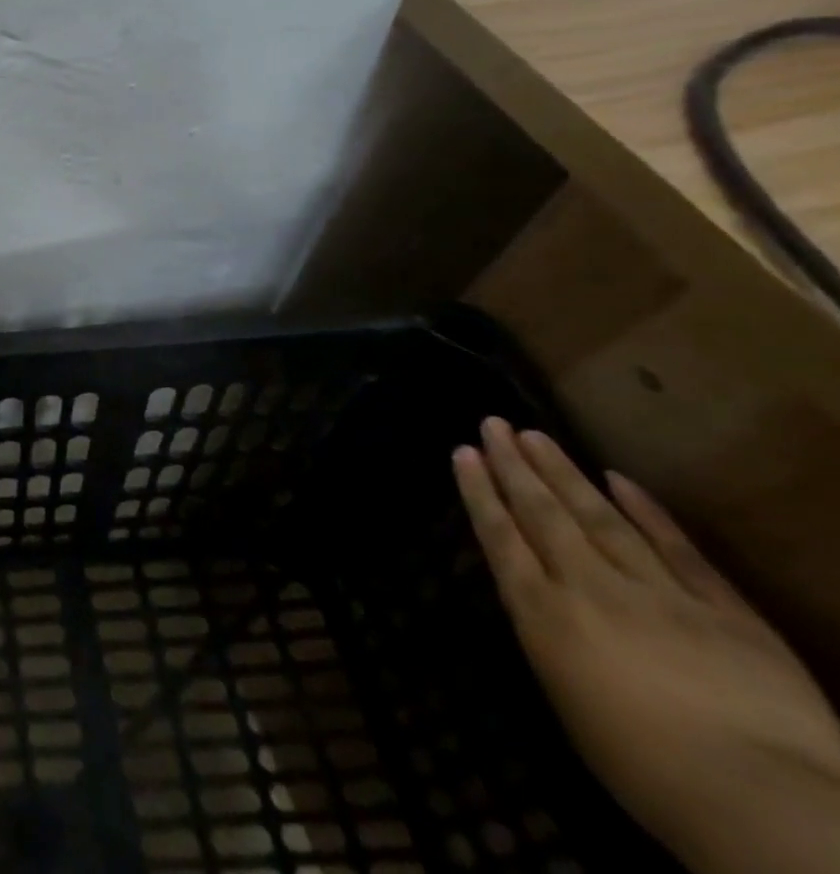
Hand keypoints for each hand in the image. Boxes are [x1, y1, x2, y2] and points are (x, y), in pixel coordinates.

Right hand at [454, 419, 839, 873]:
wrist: (763, 802)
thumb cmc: (646, 770)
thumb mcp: (569, 701)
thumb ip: (553, 639)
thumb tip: (544, 605)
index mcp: (544, 615)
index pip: (500, 537)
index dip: (479, 492)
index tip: (463, 452)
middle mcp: (589, 588)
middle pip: (544, 515)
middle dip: (514, 467)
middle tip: (493, 423)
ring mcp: (659, 593)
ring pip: (599, 518)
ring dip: (563, 473)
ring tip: (535, 434)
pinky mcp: (723, 610)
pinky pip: (678, 549)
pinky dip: (646, 511)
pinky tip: (619, 479)